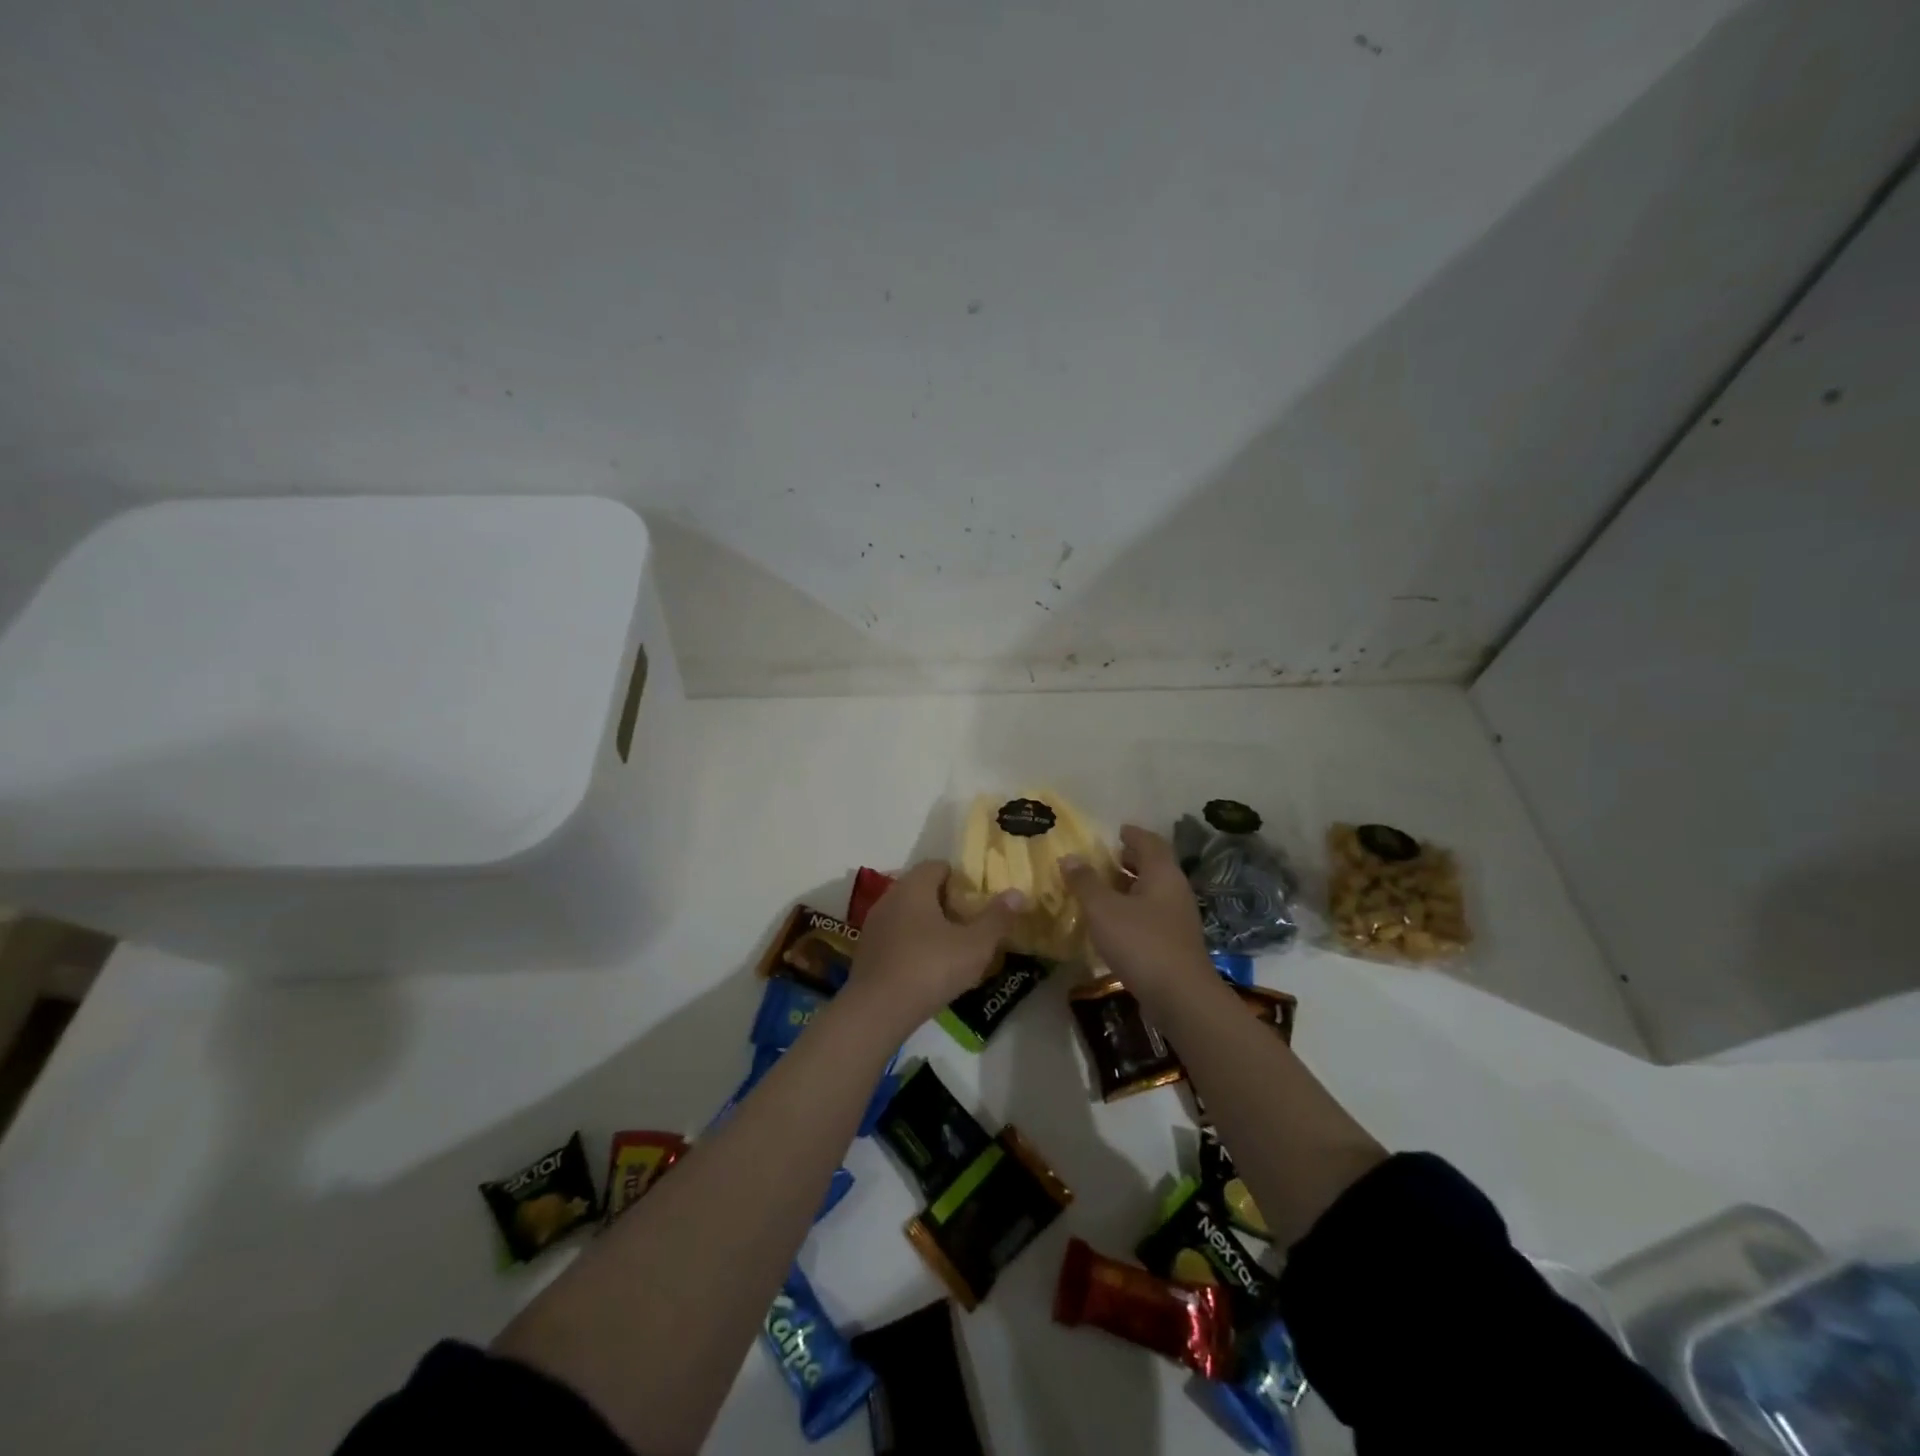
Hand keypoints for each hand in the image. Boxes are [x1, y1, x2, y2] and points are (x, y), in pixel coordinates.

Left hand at [849, 862, 1022, 1031]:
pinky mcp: (867, 951)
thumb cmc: (930, 968)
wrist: (877, 1011)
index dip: (962, 879)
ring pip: (908, 914)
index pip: (938, 866)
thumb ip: (997, 918)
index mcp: (914, 887)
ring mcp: (874, 925)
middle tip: (971, 924)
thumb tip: (1017, 893)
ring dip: (929, 925)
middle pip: (923, 889)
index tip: (979, 900)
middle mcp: (890, 897)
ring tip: (953, 948)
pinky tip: (928, 968)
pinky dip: (913, 944)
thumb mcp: (975, 945)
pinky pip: (896, 936)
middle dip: (947, 903)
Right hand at [1062, 825, 1211, 994]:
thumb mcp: (1104, 909)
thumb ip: (1085, 882)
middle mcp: (1175, 891)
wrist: (1180, 997)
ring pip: (1152, 893)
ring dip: (1129, 888)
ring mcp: (1178, 920)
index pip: (1149, 842)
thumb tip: (1070, 857)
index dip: (1133, 834)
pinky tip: (1113, 924)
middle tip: (1104, 859)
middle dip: (1130, 861)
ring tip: (1101, 890)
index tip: (1117, 831)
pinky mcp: (1175, 945)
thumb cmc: (1141, 943)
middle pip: (1153, 867)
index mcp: (1163, 874)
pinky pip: (1151, 916)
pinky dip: (1132, 911)